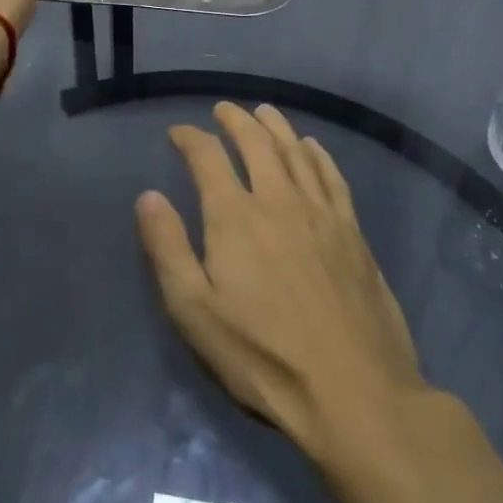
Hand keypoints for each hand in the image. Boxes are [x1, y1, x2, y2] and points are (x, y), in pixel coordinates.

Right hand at [135, 103, 426, 458]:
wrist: (354, 392)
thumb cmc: (263, 357)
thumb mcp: (194, 312)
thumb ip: (168, 248)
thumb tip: (148, 196)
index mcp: (235, 216)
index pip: (207, 157)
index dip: (190, 139)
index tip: (178, 133)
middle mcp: (278, 200)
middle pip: (256, 143)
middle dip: (236, 121)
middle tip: (224, 110)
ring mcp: (321, 213)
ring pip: (295, 152)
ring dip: (276, 126)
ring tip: (264, 112)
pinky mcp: (353, 232)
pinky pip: (332, 176)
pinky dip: (318, 154)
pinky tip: (312, 147)